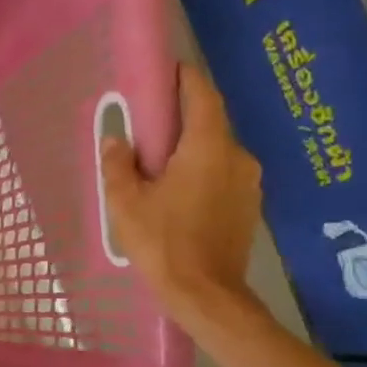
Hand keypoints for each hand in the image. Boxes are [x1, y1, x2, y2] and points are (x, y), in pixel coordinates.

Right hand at [100, 64, 263, 327]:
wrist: (205, 295)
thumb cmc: (162, 243)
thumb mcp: (126, 203)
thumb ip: (119, 165)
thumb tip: (118, 140)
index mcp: (208, 148)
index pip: (202, 96)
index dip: (185, 78)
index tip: (166, 71)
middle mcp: (237, 156)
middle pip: (209, 125)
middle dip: (180, 122)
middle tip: (147, 131)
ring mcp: (249, 182)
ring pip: (215, 152)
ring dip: (189, 152)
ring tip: (157, 169)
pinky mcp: (248, 205)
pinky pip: (222, 175)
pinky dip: (200, 173)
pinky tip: (176, 195)